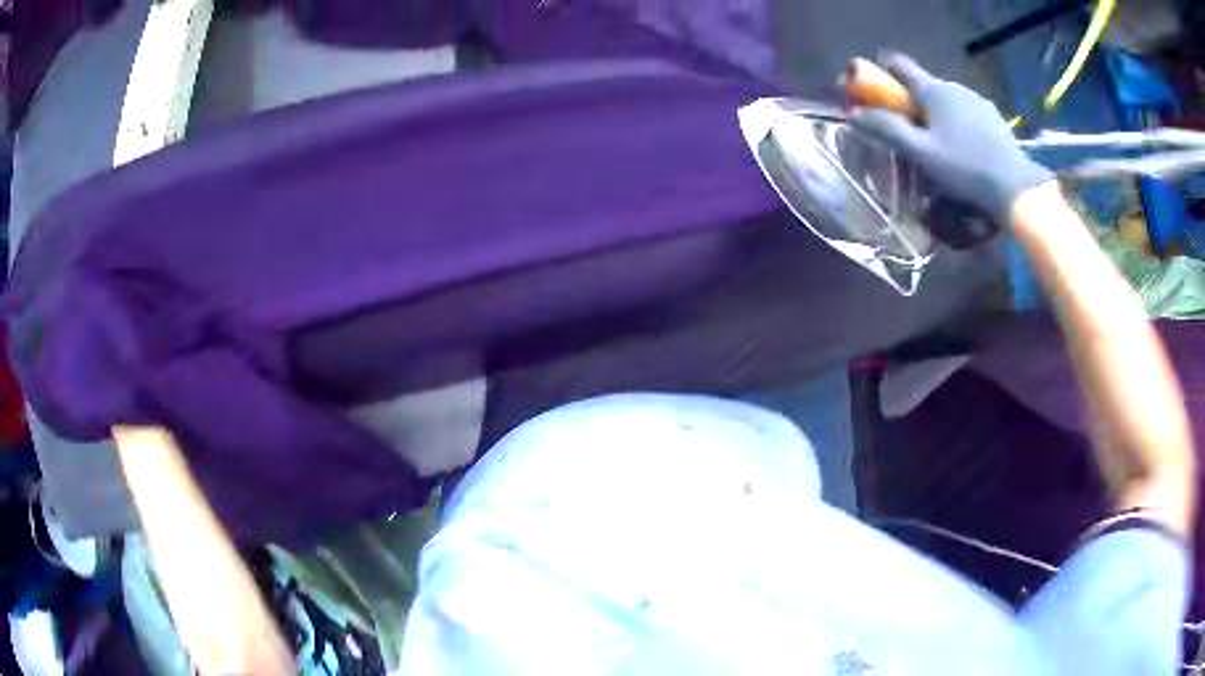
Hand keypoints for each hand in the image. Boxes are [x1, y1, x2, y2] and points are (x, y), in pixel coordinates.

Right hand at [848, 54, 1053, 224]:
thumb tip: (854, 113)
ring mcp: (976, 100)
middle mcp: (953, 86)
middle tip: (908, 130)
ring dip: (936, 113)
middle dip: (911, 101)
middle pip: (922, 84)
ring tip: (939, 145)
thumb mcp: (921, 153)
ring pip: (946, 99)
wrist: (1016, 186)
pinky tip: (963, 148)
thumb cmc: (965, 168)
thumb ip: (887, 129)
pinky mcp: (993, 116)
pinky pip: (966, 111)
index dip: (881, 69)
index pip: (898, 64)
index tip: (873, 86)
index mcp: (932, 89)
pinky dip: (957, 122)